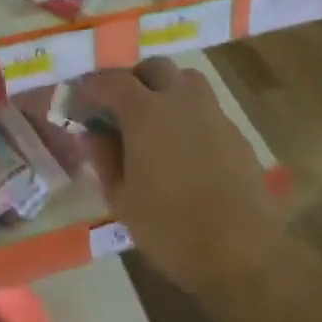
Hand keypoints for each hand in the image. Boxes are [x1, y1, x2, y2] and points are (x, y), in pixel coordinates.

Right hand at [77, 58, 278, 300]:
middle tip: (118, 106)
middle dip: (133, 79)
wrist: (242, 254)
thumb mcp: (120, 197)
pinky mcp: (236, 134)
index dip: (92, 86)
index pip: (111, 80)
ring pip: (186, 80)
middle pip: (155, 67)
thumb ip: (103, 156)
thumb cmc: (169, 228)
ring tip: (153, 120)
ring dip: (165, 88)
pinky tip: (183, 147)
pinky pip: (206, 108)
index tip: (79, 99)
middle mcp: (181, 100)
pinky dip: (188, 114)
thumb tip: (93, 132)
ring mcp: (213, 114)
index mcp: (146, 112)